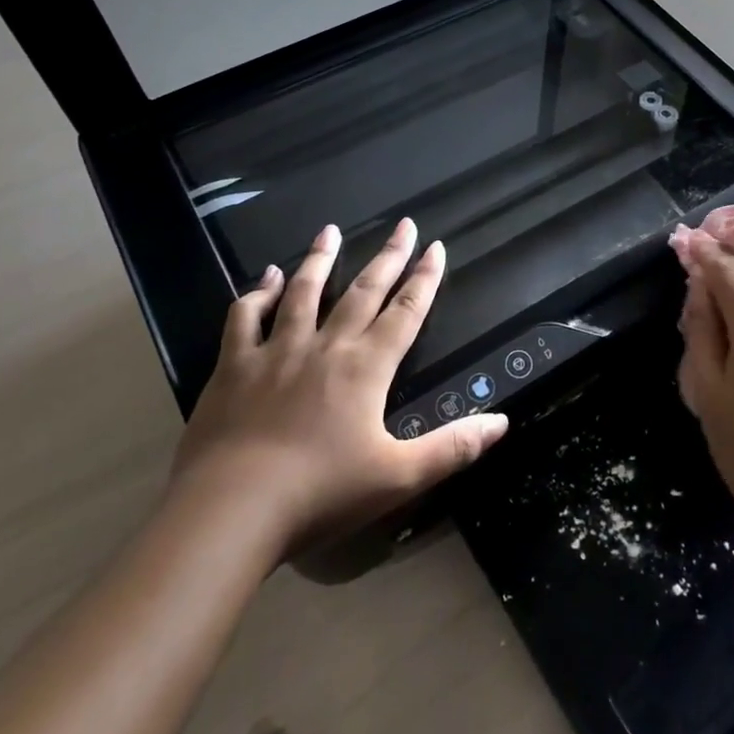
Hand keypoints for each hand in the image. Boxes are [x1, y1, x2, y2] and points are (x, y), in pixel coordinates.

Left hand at [172, 219, 507, 556]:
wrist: (232, 509)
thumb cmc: (321, 494)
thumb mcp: (399, 478)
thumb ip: (452, 448)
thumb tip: (501, 422)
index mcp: (366, 368)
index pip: (405, 312)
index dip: (425, 279)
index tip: (436, 247)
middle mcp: (325, 347)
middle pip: (363, 292)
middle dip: (387, 256)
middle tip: (403, 224)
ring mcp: (276, 351)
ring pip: (303, 292)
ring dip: (320, 260)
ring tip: (330, 231)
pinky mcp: (233, 366)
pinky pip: (245, 317)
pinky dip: (257, 293)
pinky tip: (266, 278)